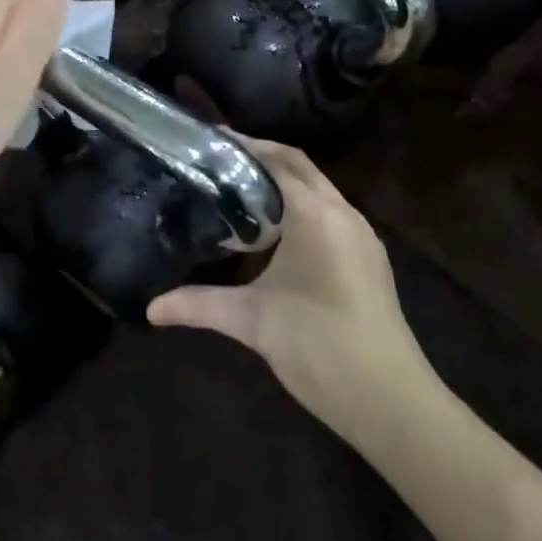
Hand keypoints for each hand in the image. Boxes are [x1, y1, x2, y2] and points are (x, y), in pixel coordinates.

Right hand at [148, 137, 433, 446]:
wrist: (390, 399)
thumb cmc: (318, 346)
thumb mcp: (252, 321)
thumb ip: (199, 305)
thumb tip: (151, 308)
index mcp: (315, 214)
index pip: (277, 160)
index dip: (244, 146)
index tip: (211, 141)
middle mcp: (343, 213)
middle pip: (300, 166)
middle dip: (264, 156)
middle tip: (221, 160)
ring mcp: (361, 234)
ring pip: (319, 188)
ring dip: (285, 180)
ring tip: (242, 190)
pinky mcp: (369, 256)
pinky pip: (331, 212)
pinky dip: (302, 204)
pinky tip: (277, 232)